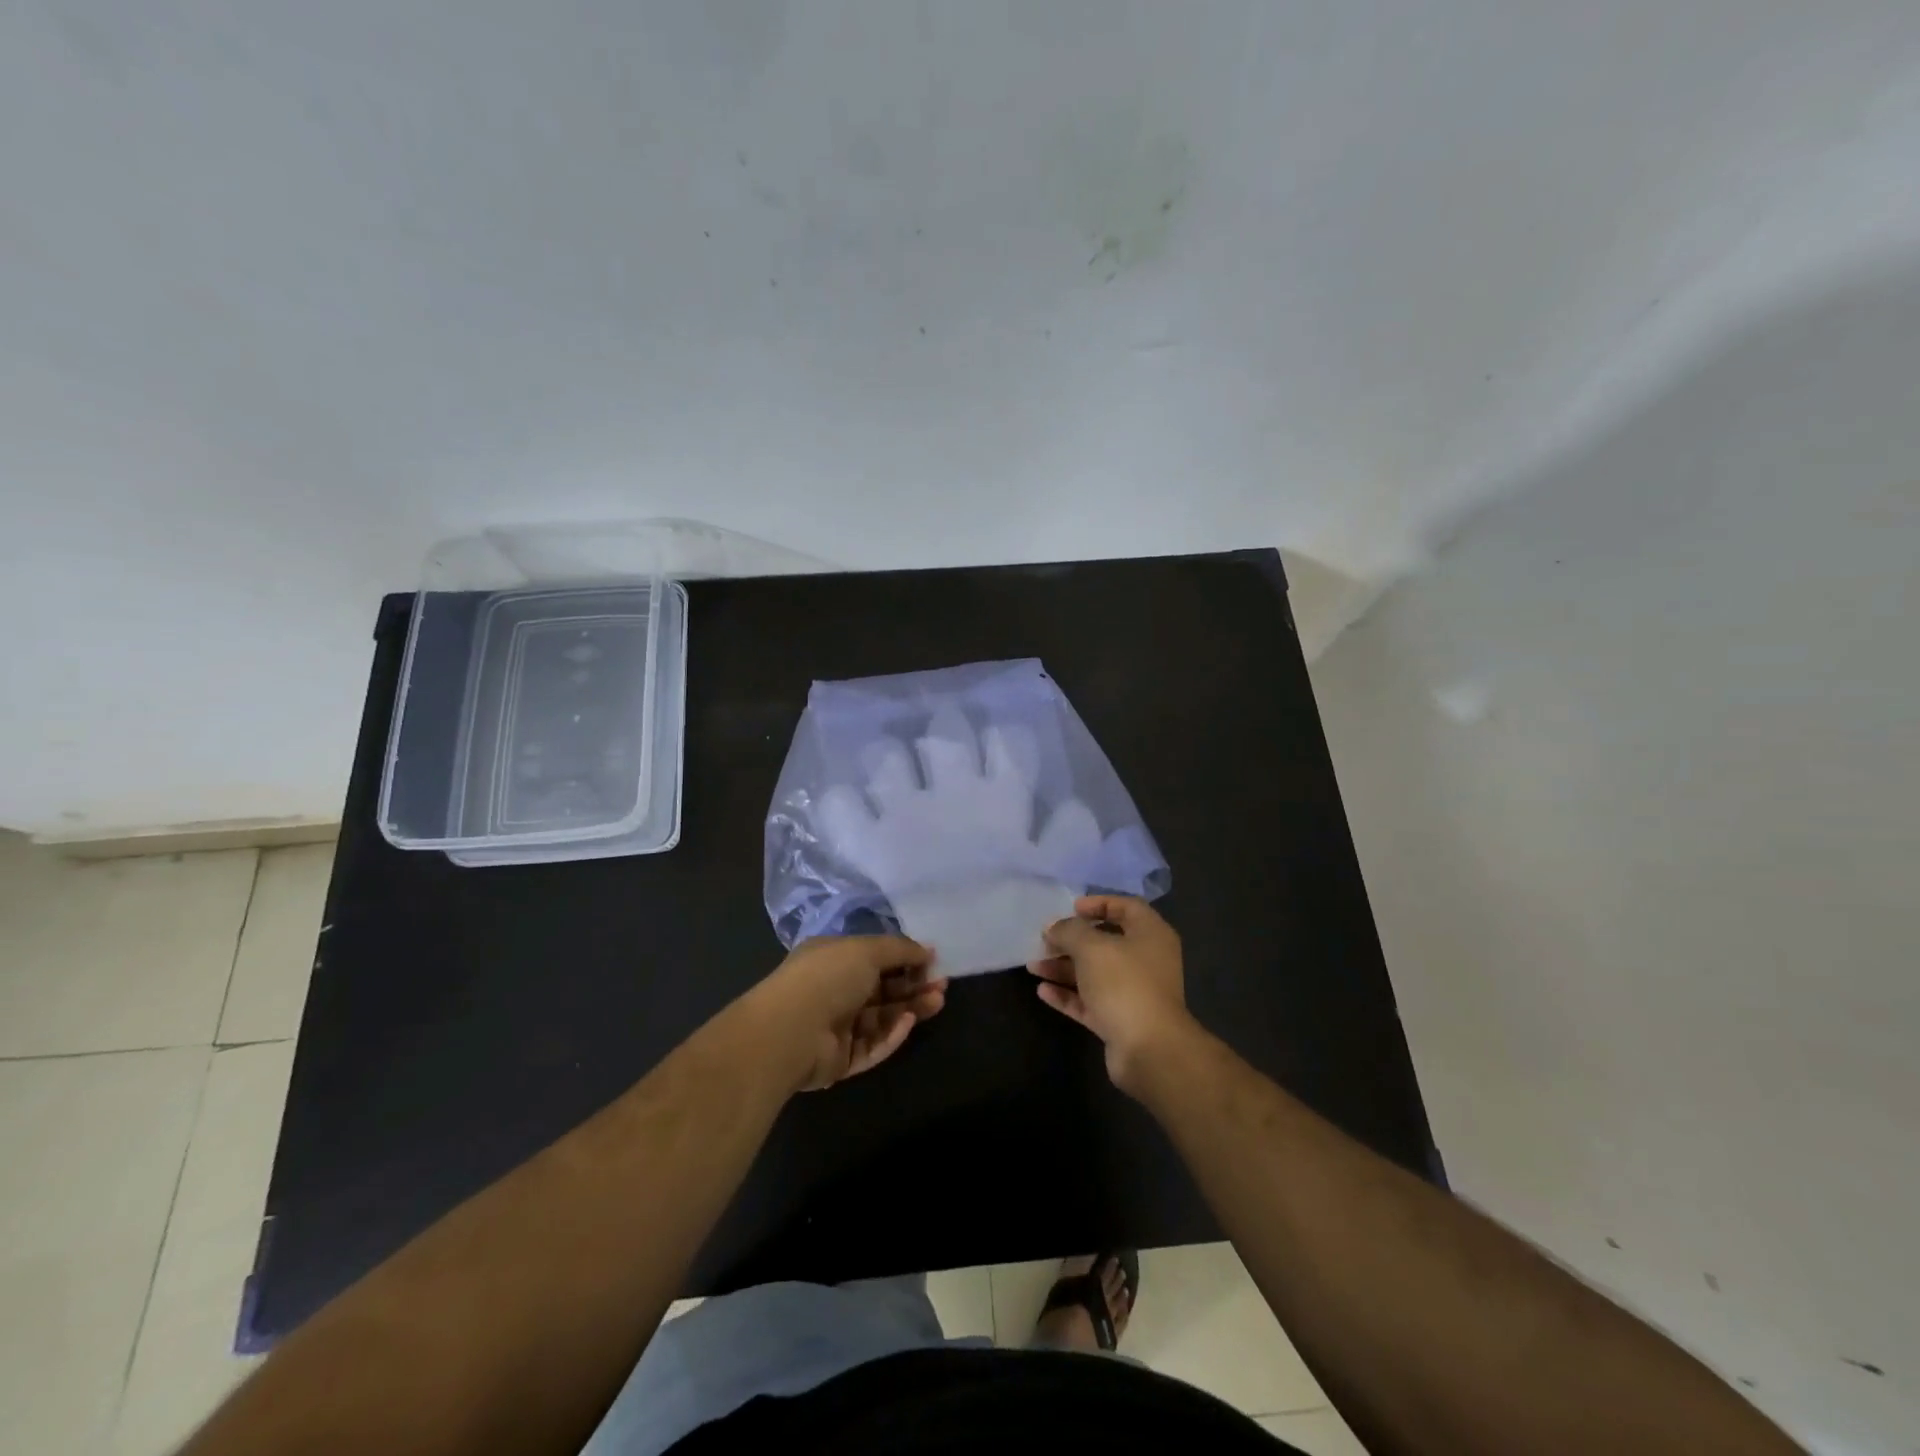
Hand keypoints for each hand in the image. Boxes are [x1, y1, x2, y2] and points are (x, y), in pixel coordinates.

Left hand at [749, 935, 948, 1092]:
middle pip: (882, 989)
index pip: (874, 958)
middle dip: (913, 986)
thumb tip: (928, 950)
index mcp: (833, 958)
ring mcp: (836, 1027)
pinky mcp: (840, 1059)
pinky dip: (891, 1035)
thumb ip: (900, 949)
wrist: (790, 1031)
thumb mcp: (867, 950)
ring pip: (881, 1018)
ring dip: (910, 1009)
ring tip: (937, 1002)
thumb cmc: (827, 977)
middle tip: (941, 985)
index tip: (932, 961)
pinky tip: (908, 1023)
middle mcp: (834, 990)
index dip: (904, 959)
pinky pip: (872, 1045)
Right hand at [1029, 895, 1190, 1090]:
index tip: (1071, 908)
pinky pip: (1090, 1001)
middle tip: (1044, 940)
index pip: (1126, 907)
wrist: (1149, 1049)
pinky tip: (1042, 991)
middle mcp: (1146, 961)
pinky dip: (1068, 995)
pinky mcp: (1121, 1021)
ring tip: (1032, 966)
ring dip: (1063, 968)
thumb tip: (1054, 927)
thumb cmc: (1124, 983)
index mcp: (1150, 935)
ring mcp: (1134, 993)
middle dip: (1072, 941)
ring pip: (1094, 974)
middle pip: (1105, 942)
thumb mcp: (1091, 947)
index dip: (1098, 903)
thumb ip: (1069, 931)